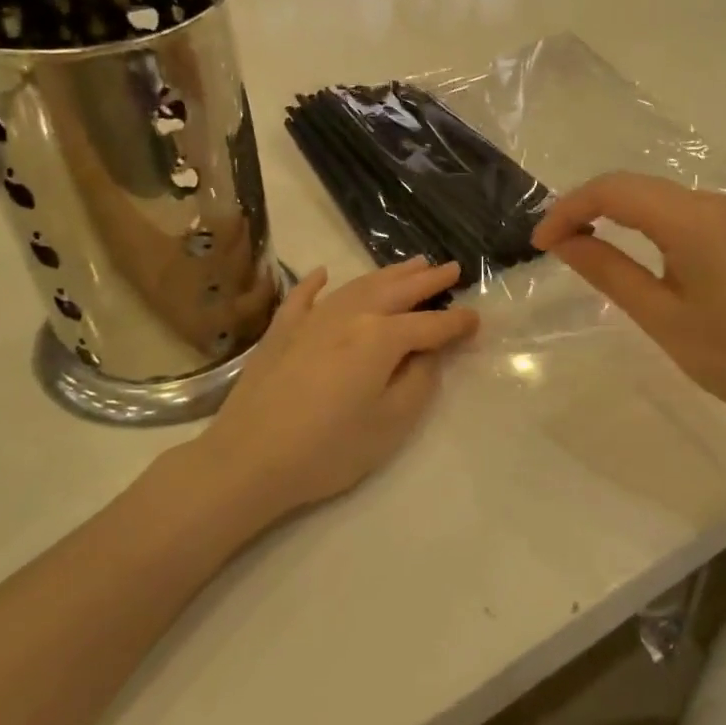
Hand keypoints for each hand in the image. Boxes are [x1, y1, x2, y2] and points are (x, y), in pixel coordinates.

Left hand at [188, 257, 478, 519]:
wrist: (248, 460)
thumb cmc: (329, 449)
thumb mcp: (391, 422)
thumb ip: (419, 380)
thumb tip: (429, 352)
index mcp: (381, 337)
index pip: (430, 325)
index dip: (457, 323)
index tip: (477, 319)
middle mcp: (350, 316)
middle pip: (397, 291)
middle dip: (428, 280)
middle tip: (451, 268)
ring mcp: (311, 319)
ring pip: (358, 286)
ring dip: (388, 274)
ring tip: (412, 264)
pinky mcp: (280, 332)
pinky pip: (303, 297)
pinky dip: (316, 282)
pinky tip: (324, 273)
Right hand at [531, 172, 725, 432]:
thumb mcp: (659, 315)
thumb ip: (607, 271)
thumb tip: (563, 242)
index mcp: (692, 220)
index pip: (614, 192)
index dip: (569, 210)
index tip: (540, 244)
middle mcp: (711, 202)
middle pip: (633, 186)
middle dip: (586, 207)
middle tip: (552, 245)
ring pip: (654, 195)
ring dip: (612, 211)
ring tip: (579, 244)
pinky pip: (676, 210)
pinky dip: (641, 220)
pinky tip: (625, 245)